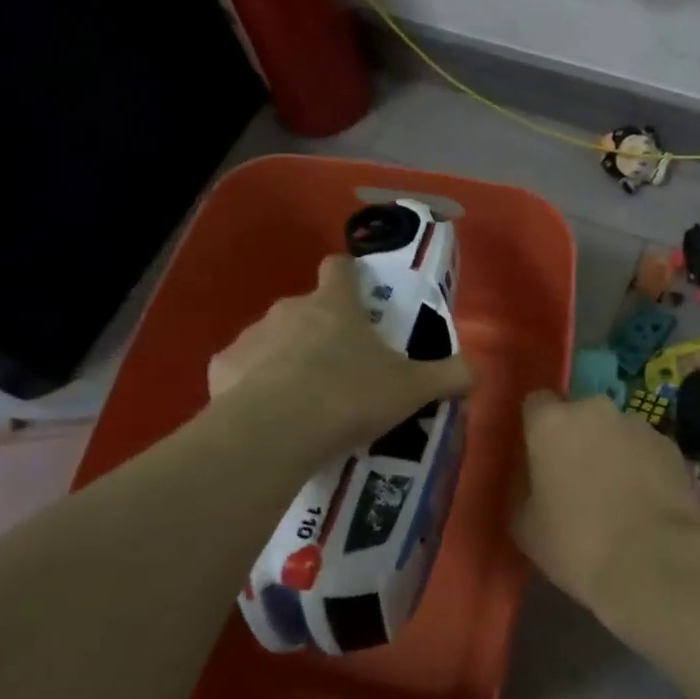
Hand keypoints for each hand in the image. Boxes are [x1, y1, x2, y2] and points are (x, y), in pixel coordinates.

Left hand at [208, 254, 473, 449]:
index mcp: (335, 304)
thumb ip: (448, 376)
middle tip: (339, 367)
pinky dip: (252, 385)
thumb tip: (478, 369)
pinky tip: (266, 415)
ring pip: (271, 338)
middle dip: (320, 328)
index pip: (339, 267)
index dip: (348, 274)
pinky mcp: (221, 368)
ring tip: (301, 398)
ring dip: (285, 357)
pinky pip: (241, 369)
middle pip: (306, 306)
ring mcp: (252, 336)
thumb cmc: (349, 396)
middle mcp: (290, 309)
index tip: (356, 292)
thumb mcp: (412, 389)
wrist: (275, 432)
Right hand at [512, 392, 699, 626]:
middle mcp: (594, 410)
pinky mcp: (670, 445)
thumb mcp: (524, 524)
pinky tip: (644, 503)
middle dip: (576, 438)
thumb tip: (532, 477)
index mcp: (552, 422)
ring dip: (610, 451)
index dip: (536, 428)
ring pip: (614, 431)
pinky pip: (644, 449)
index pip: (536, 403)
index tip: (538, 457)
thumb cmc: (577, 544)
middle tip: (576, 479)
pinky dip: (641, 466)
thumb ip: (522, 487)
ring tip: (616, 496)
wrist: (654, 564)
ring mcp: (637, 424)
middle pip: (578, 415)